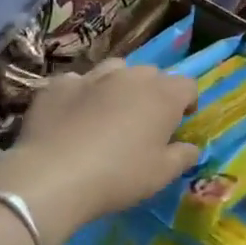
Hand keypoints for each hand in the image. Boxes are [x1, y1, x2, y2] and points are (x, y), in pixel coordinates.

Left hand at [0, 59, 199, 244]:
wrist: (54, 175)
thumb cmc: (119, 175)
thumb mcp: (161, 175)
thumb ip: (183, 156)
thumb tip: (191, 147)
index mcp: (162, 96)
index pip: (187, 85)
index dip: (187, 102)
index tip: (179, 122)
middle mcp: (131, 76)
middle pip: (151, 74)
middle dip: (152, 92)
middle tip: (143, 122)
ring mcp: (92, 76)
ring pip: (114, 69)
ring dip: (118, 85)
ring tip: (109, 111)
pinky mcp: (59, 84)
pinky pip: (76, 82)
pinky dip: (80, 94)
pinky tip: (71, 116)